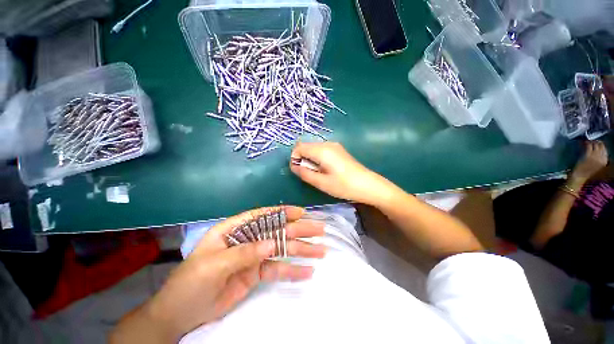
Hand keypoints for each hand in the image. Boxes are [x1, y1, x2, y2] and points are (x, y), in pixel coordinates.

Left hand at [111, 206, 325, 342]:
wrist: (180, 315)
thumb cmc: (190, 283)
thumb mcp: (214, 266)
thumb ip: (244, 253)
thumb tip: (272, 244)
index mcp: (235, 229)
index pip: (263, 215)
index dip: (283, 212)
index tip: (302, 212)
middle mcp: (248, 239)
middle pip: (277, 231)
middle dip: (299, 230)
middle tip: (320, 230)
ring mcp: (254, 256)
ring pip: (282, 249)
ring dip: (301, 250)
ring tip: (321, 250)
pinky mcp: (257, 273)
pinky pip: (278, 269)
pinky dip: (292, 271)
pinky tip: (308, 271)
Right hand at [290, 142, 393, 205]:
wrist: (368, 185)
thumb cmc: (344, 186)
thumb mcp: (321, 183)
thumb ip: (305, 173)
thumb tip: (293, 166)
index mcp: (322, 150)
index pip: (299, 147)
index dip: (295, 158)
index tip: (298, 171)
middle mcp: (327, 144)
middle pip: (306, 146)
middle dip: (302, 158)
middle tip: (309, 174)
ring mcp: (334, 146)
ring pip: (314, 148)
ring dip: (310, 159)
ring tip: (318, 173)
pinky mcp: (338, 150)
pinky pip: (322, 151)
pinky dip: (318, 158)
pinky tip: (325, 169)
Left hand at [569, 141, 608, 187]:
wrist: (580, 177)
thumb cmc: (587, 173)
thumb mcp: (597, 166)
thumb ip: (600, 159)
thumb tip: (598, 150)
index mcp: (605, 161)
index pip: (605, 149)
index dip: (600, 145)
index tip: (597, 143)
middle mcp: (601, 158)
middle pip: (601, 146)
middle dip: (596, 142)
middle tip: (591, 141)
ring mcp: (595, 156)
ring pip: (595, 144)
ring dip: (591, 141)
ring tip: (587, 141)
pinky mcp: (588, 155)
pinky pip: (588, 146)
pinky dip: (586, 143)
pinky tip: (583, 142)